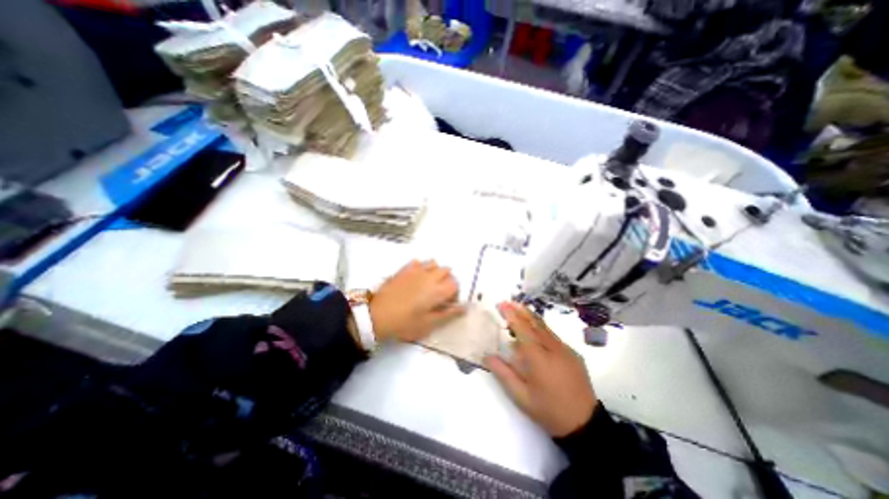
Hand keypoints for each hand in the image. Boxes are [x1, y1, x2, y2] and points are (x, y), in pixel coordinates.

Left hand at [368, 262, 465, 341]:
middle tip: (438, 294)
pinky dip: (421, 267)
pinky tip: (416, 278)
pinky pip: (418, 262)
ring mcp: (416, 270)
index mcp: (438, 290)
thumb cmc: (405, 323)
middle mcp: (430, 276)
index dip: (454, 293)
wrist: (377, 315)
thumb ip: (448, 314)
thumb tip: (464, 307)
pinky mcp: (404, 269)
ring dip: (435, 272)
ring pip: (434, 263)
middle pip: (447, 271)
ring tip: (428, 285)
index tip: (447, 303)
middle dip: (446, 281)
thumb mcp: (428, 323)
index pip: (455, 284)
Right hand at [484, 299, 599, 436]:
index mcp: (539, 358)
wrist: (585, 425)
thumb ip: (503, 373)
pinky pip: (553, 335)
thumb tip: (487, 356)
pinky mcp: (572, 354)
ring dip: (530, 316)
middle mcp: (553, 348)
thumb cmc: (549, 411)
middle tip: (508, 302)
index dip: (511, 315)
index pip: (522, 330)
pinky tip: (535, 328)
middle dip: (520, 311)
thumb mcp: (521, 396)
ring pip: (545, 327)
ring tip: (519, 308)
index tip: (501, 305)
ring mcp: (565, 349)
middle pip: (534, 323)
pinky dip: (540, 327)